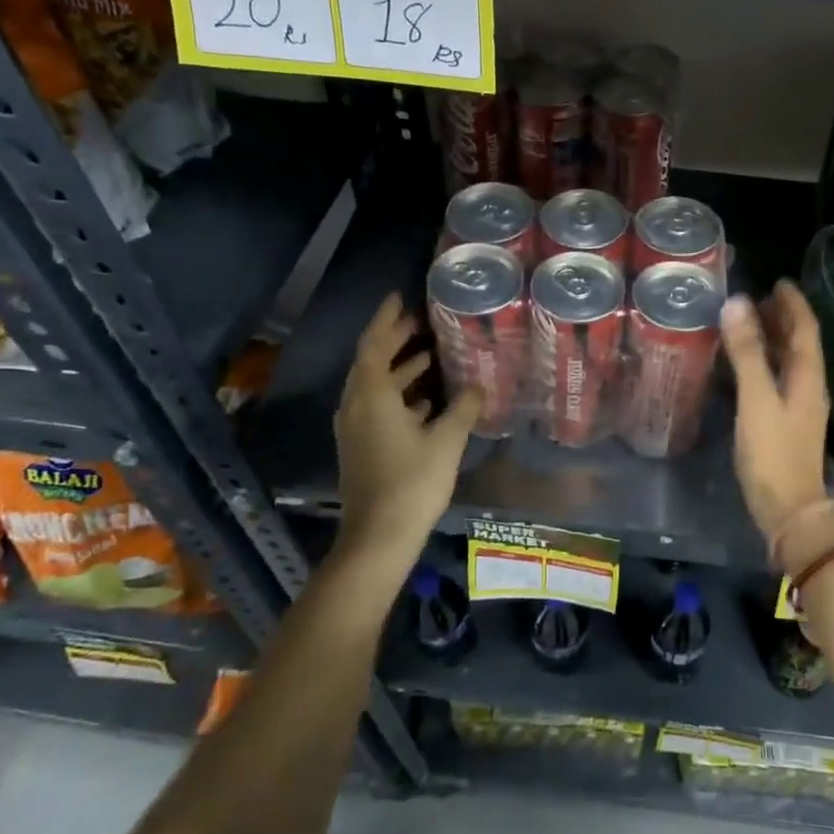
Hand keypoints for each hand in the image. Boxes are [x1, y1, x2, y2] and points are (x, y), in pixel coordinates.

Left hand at [334, 293, 480, 566]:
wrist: (379, 536)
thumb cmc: (413, 482)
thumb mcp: (446, 441)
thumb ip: (463, 408)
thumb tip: (478, 384)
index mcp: (372, 396)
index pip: (374, 344)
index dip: (387, 319)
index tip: (400, 297)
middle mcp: (356, 405)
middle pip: (371, 362)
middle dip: (394, 340)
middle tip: (420, 322)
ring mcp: (355, 428)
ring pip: (375, 386)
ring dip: (398, 369)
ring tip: (429, 355)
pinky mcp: (361, 446)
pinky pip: (377, 407)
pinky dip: (398, 395)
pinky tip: (426, 400)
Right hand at [720, 281, 831, 545]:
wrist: (789, 510)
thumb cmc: (772, 453)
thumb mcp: (756, 400)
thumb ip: (747, 353)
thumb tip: (738, 304)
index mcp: (808, 378)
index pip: (805, 330)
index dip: (794, 304)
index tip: (779, 281)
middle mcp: (809, 388)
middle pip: (800, 344)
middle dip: (784, 319)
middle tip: (759, 297)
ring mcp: (799, 408)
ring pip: (790, 363)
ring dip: (775, 340)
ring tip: (751, 322)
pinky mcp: (786, 423)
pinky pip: (778, 379)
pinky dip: (765, 363)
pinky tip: (745, 366)